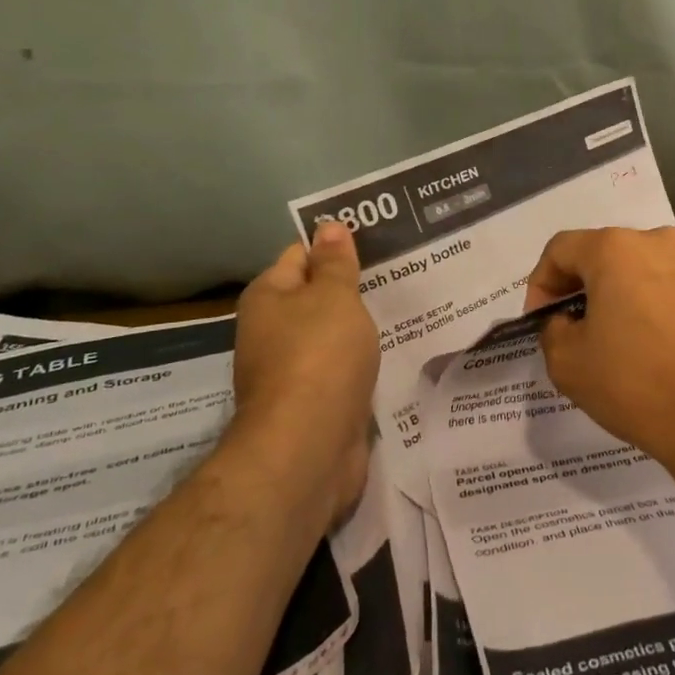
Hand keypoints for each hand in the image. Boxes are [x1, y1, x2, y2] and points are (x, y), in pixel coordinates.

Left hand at [232, 221, 379, 521]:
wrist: (308, 448)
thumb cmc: (319, 356)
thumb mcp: (334, 296)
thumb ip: (335, 262)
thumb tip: (328, 226)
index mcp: (268, 297)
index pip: (300, 255)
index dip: (335, 246)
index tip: (377, 242)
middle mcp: (271, 331)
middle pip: (316, 297)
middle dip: (354, 288)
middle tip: (403, 271)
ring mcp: (292, 371)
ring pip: (332, 335)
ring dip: (361, 327)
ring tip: (407, 307)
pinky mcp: (313, 404)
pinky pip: (342, 369)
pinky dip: (363, 362)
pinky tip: (394, 352)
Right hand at [524, 227, 674, 475]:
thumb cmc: (640, 385)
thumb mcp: (569, 365)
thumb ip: (553, 330)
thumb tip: (566, 321)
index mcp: (616, 249)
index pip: (561, 249)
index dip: (541, 283)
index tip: (542, 321)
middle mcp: (660, 241)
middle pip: (606, 254)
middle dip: (584, 287)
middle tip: (576, 329)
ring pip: (644, 270)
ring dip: (624, 296)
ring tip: (621, 341)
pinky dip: (659, 307)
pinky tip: (661, 348)